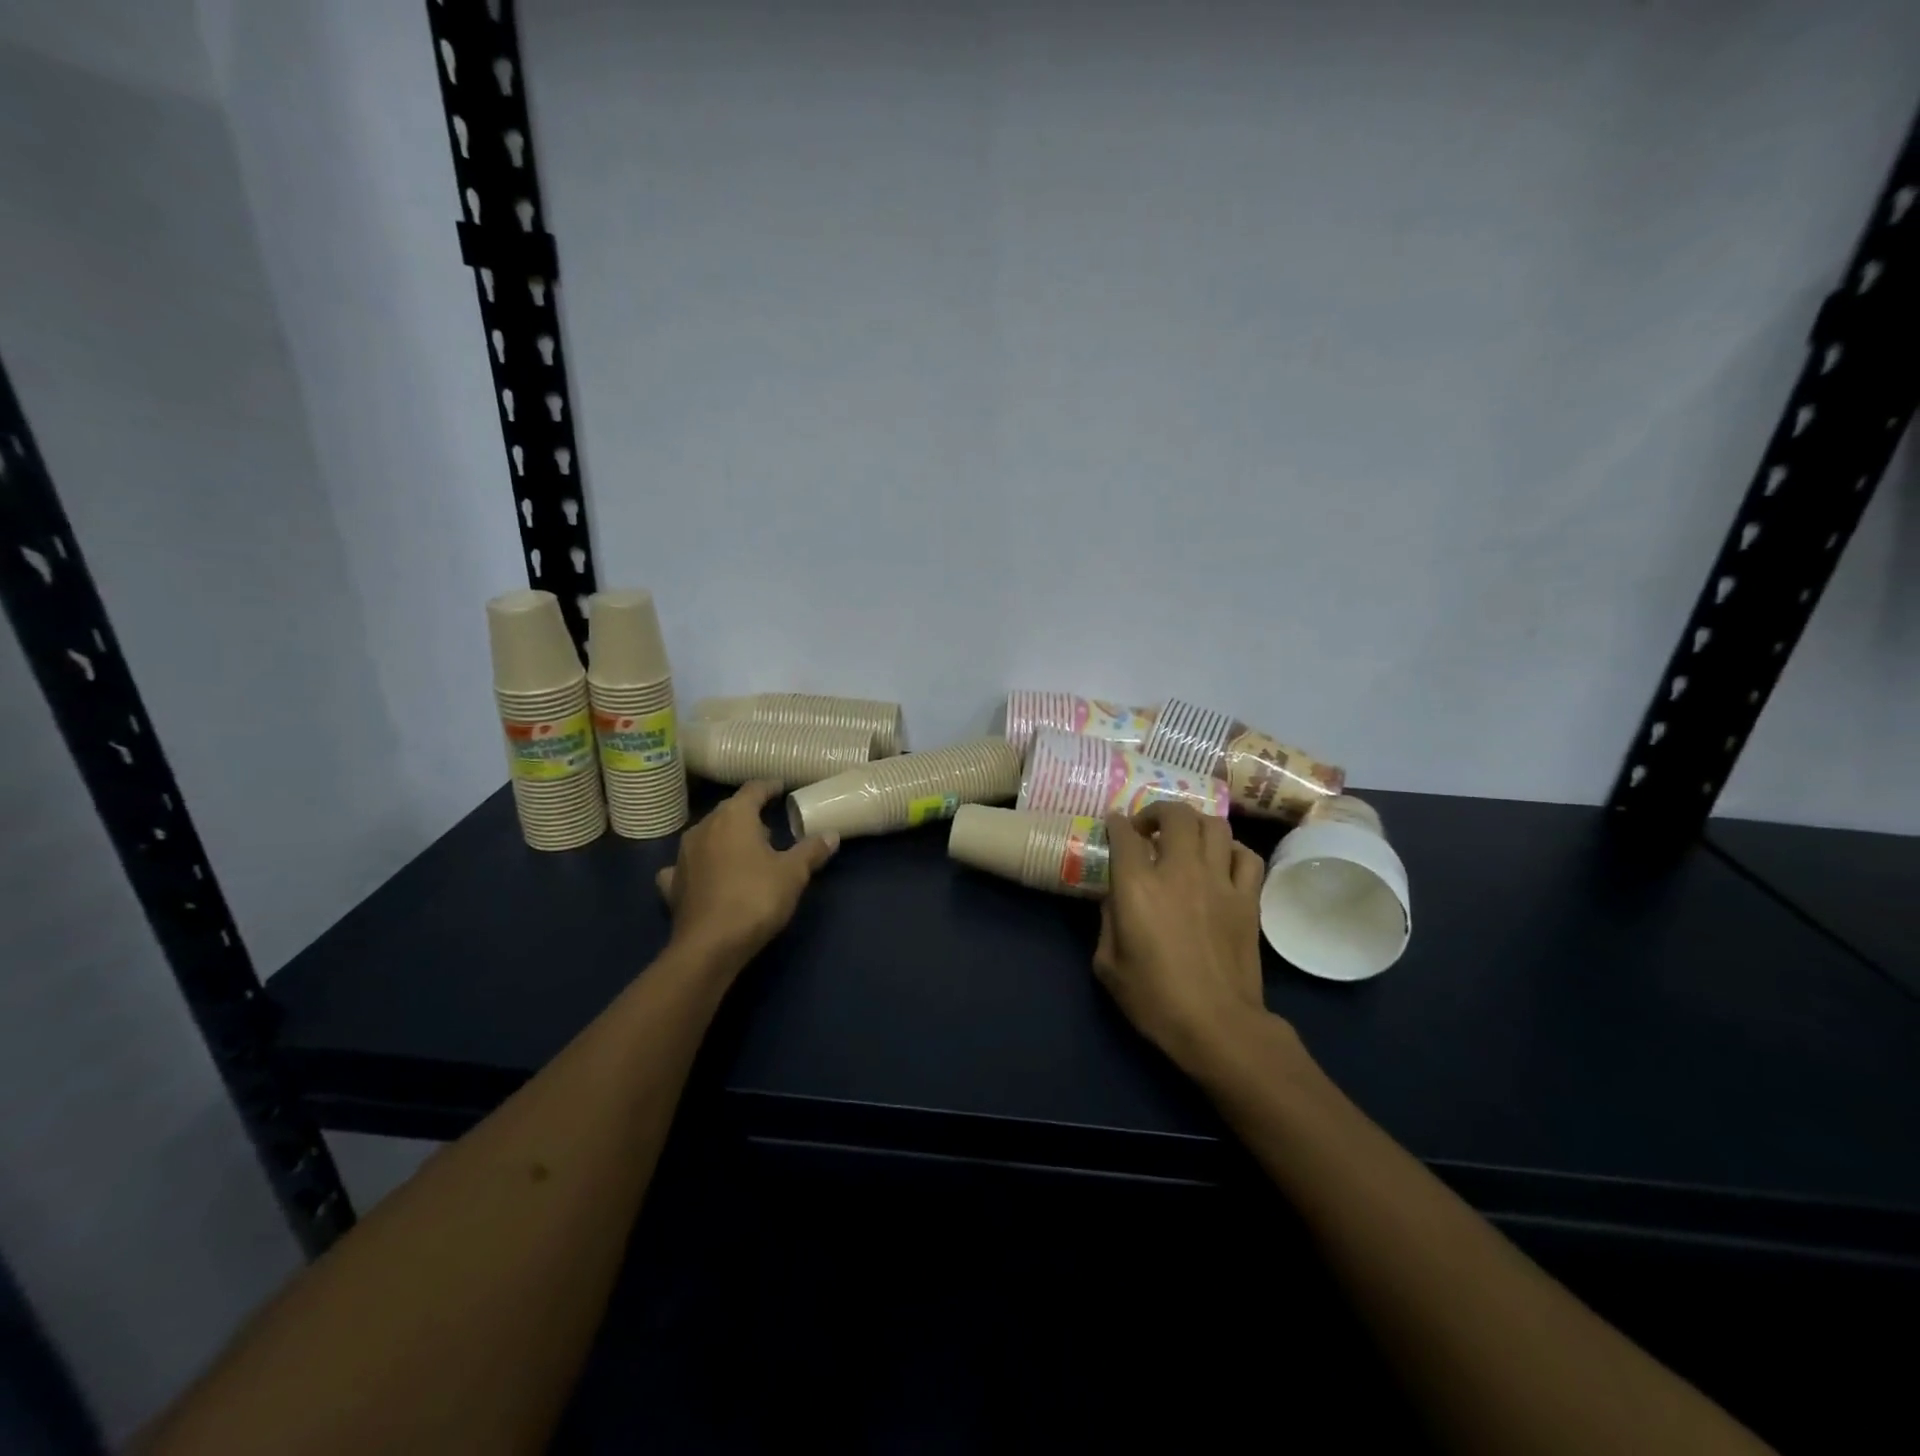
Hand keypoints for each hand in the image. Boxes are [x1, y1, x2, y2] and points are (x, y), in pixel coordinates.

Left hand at [655, 781, 837, 968]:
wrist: (710, 946)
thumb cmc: (755, 898)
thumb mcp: (794, 874)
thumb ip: (811, 850)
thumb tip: (831, 835)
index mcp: (734, 817)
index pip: (753, 790)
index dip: (770, 787)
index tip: (782, 788)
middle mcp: (703, 828)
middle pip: (728, 811)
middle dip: (749, 814)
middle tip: (770, 824)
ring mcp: (683, 856)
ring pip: (707, 835)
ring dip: (725, 838)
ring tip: (745, 850)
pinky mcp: (673, 884)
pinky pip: (688, 865)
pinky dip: (700, 865)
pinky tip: (705, 875)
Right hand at [1094, 802, 1271, 1072]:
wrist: (1216, 1025)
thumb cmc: (1154, 999)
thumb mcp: (1107, 964)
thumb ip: (1107, 921)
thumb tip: (1117, 898)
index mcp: (1137, 886)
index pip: (1124, 834)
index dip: (1116, 823)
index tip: (1114, 824)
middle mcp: (1179, 871)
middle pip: (1175, 814)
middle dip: (1157, 811)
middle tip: (1148, 827)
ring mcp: (1219, 881)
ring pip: (1214, 825)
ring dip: (1195, 824)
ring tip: (1185, 838)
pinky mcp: (1247, 898)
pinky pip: (1246, 856)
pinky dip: (1232, 850)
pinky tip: (1221, 861)